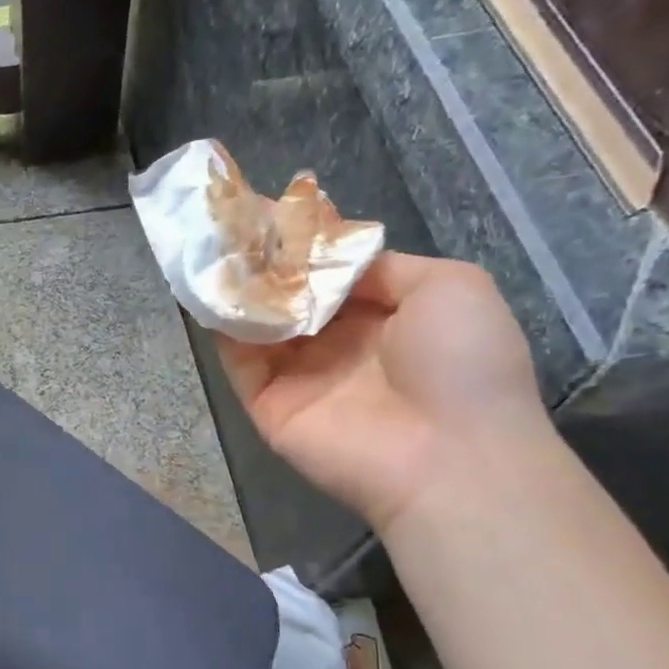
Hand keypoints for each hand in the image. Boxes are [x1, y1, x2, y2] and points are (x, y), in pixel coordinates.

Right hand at [215, 252, 550, 530]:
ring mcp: (300, 377)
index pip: (331, 278)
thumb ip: (386, 267)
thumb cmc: (461, 363)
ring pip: (259, 327)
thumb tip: (331, 262)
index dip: (305, 247)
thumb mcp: (451, 286)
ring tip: (209, 246)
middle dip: (264, 264)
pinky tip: (207, 288)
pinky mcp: (270, 405)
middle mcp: (338, 346)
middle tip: (230, 225)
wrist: (447, 454)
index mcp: (384, 319)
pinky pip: (239, 361)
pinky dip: (222, 327)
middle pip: (291, 299)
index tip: (273, 214)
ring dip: (237, 290)